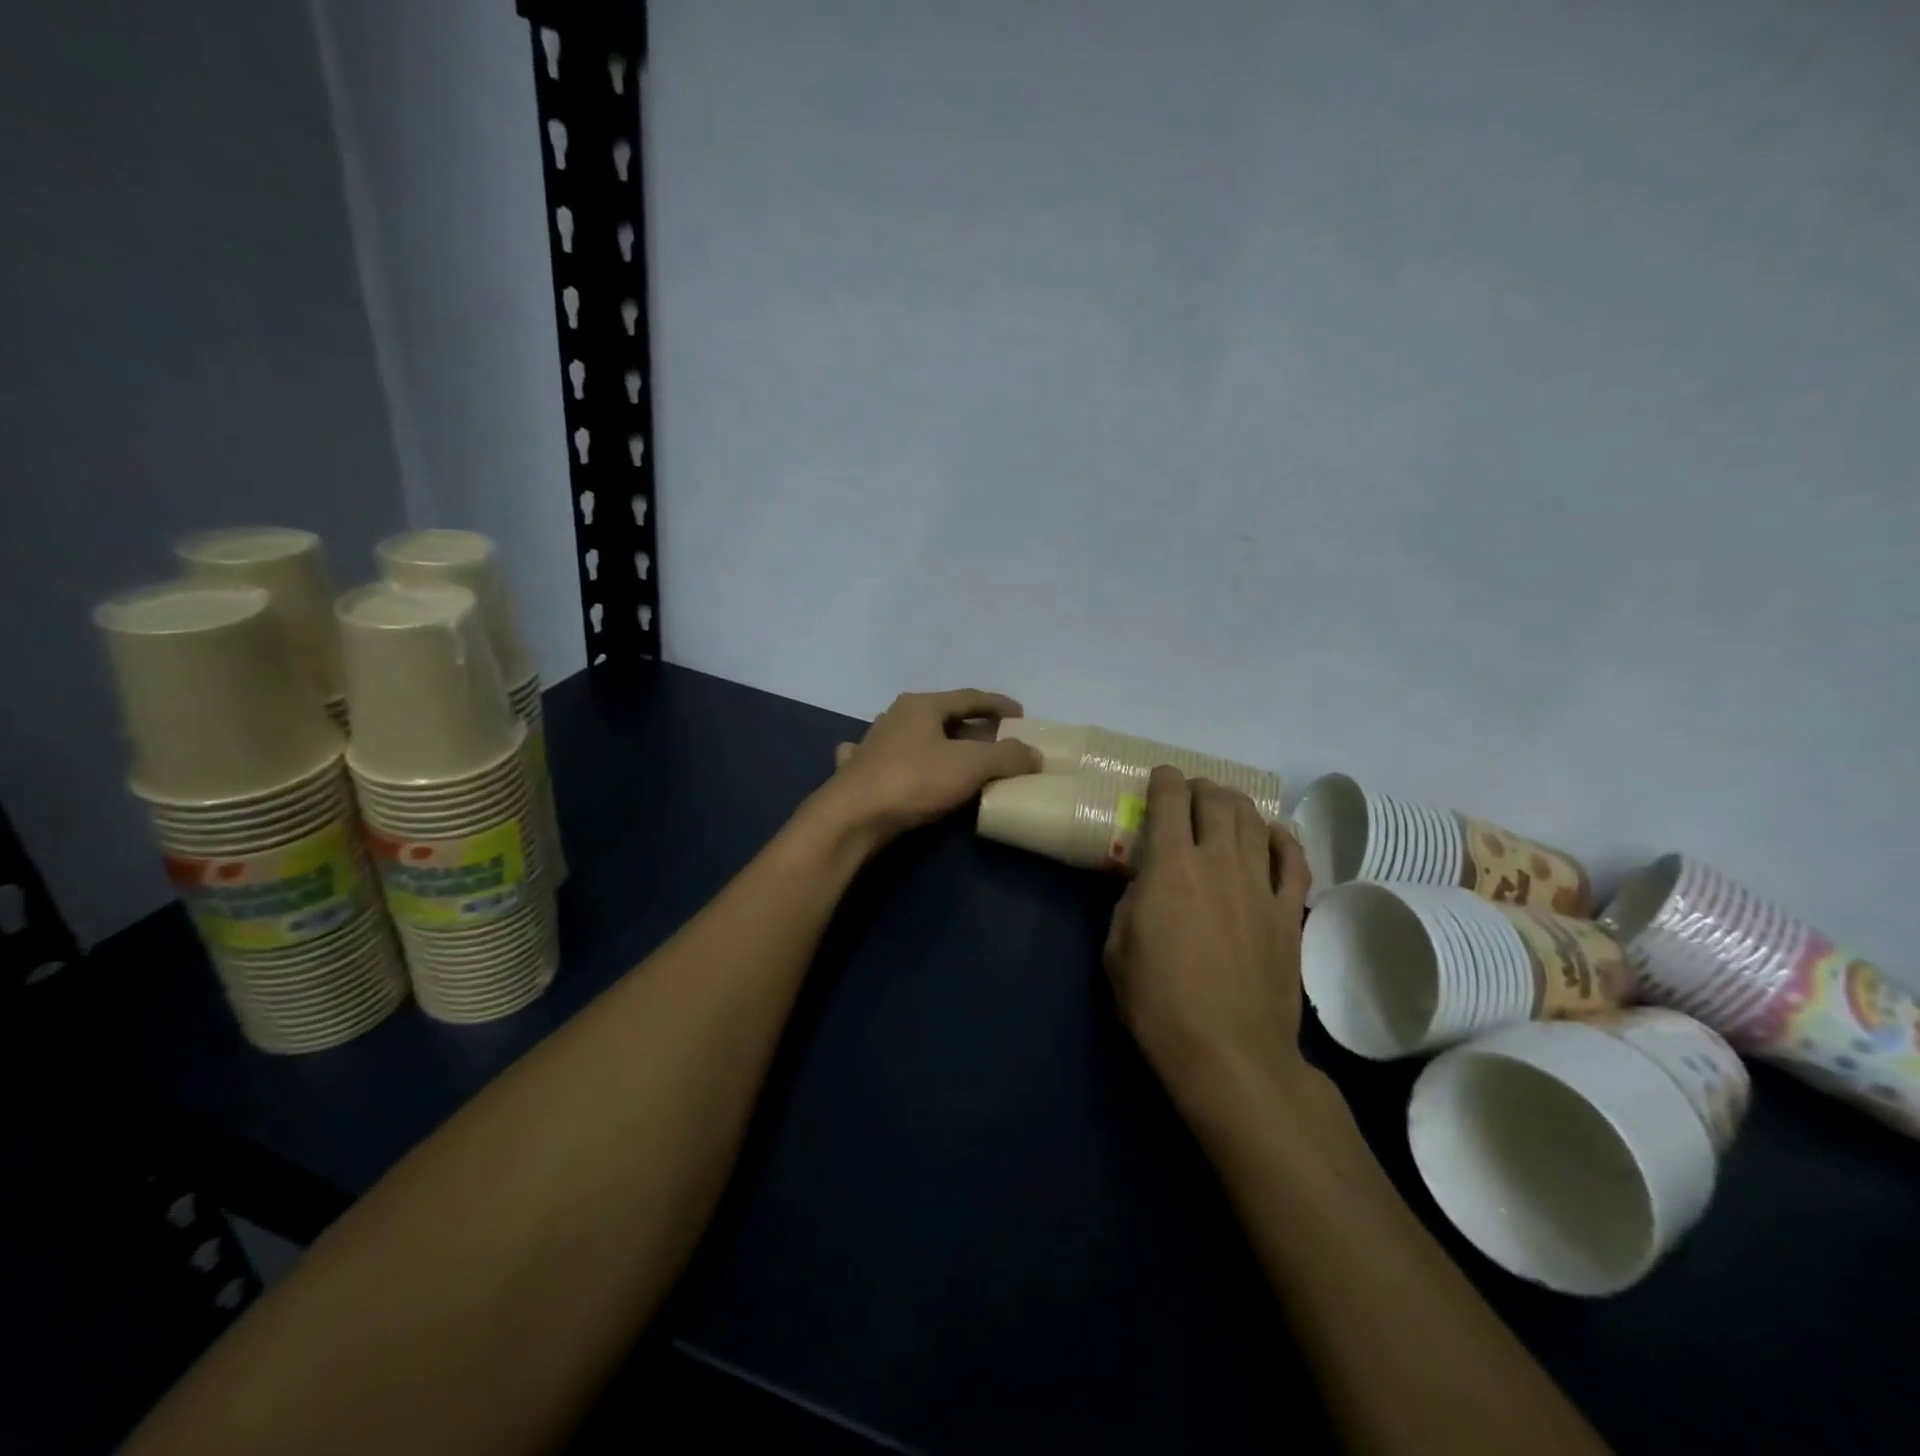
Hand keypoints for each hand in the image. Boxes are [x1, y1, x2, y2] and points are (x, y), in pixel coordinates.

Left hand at [819, 689, 1041, 841]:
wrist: (853, 817)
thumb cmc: (914, 781)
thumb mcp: (971, 766)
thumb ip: (1007, 756)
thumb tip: (1034, 754)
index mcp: (921, 705)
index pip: (969, 697)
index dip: (998, 704)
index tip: (1022, 715)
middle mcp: (895, 716)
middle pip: (943, 716)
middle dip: (972, 727)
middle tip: (998, 742)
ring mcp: (872, 743)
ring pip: (913, 735)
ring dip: (936, 741)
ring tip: (957, 755)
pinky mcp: (858, 772)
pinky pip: (885, 758)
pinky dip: (898, 759)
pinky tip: (895, 762)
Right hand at [1103, 766, 1312, 1117]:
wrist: (1229, 1054)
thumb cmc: (1158, 1003)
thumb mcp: (1116, 949)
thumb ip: (1130, 903)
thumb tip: (1146, 884)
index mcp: (1171, 868)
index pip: (1170, 803)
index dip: (1164, 781)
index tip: (1161, 776)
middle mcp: (1220, 863)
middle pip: (1218, 804)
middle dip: (1203, 787)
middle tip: (1193, 790)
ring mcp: (1261, 887)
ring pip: (1256, 825)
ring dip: (1239, 805)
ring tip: (1228, 803)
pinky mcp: (1290, 916)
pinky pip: (1295, 863)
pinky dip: (1285, 840)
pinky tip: (1276, 833)